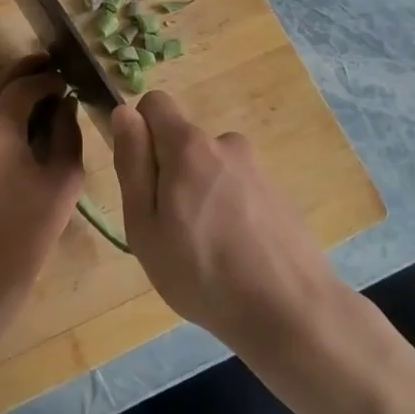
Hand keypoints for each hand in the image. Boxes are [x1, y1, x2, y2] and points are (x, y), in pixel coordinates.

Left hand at [0, 56, 83, 322]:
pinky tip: (6, 111)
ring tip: (29, 87)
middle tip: (51, 72)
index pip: (26, 83)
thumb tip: (66, 102)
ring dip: (1, 77)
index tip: (69, 82)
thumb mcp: (62, 183)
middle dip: (25, 68)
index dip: (51, 78)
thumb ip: (67, 133)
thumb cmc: (25, 236)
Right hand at [111, 90, 343, 352]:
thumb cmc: (201, 271)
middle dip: (170, 173)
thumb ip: (132, 163)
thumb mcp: (145, 224)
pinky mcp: (279, 195)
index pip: (155, 103)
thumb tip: (124, 113)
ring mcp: (258, 169)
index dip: (140, 132)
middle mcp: (227, 144)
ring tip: (205, 249)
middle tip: (170, 230)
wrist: (290, 310)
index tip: (141, 178)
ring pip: (211, 170)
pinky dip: (229, 211)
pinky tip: (236, 256)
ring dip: (201, 195)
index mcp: (189, 146)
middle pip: (184, 143)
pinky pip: (238, 190)